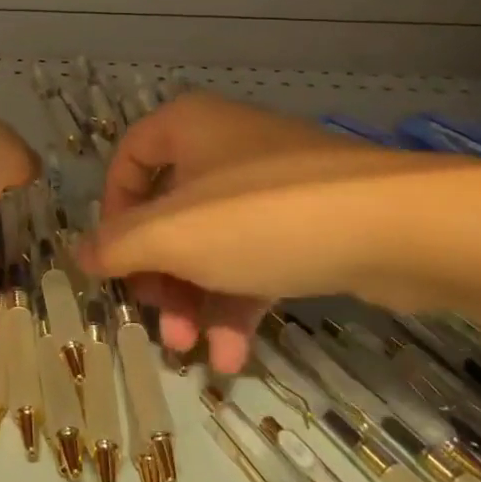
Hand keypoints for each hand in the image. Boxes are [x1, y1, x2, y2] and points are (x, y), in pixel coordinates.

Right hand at [78, 93, 455, 373]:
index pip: (128, 159)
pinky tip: (233, 355)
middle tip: (157, 318)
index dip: (113, 212)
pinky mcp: (310, 221)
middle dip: (159, 273)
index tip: (114, 260)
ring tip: (191, 352)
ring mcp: (271, 185)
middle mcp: (225, 145)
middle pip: (170, 211)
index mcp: (187, 126)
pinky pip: (257, 257)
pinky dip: (239, 300)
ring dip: (196, 298)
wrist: (399, 227)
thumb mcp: (172, 235)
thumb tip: (81, 254)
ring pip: (213, 241)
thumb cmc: (260, 216)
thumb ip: (117, 246)